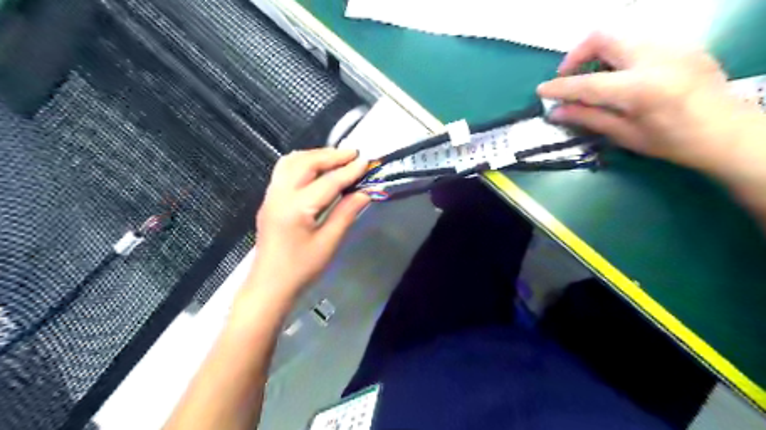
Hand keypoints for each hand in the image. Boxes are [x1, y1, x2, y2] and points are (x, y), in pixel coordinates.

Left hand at [240, 149, 368, 304]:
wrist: (270, 285)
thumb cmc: (301, 268)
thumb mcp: (328, 243)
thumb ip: (346, 213)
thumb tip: (364, 192)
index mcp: (296, 208)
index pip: (328, 182)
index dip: (349, 171)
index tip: (366, 161)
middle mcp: (280, 194)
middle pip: (306, 163)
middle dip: (331, 155)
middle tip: (353, 153)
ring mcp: (271, 195)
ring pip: (291, 162)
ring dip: (315, 155)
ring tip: (336, 157)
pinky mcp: (269, 199)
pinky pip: (283, 170)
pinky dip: (302, 162)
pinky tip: (315, 168)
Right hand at [534, 32, 765, 173]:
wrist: (728, 132)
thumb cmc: (673, 142)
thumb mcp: (626, 135)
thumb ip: (589, 118)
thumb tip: (556, 112)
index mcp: (641, 88)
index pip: (587, 83)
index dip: (559, 87)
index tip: (541, 91)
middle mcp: (655, 57)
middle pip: (603, 38)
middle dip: (576, 55)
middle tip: (568, 77)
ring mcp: (672, 46)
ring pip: (620, 37)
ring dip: (598, 55)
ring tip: (593, 79)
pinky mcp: (681, 44)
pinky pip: (639, 42)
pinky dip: (619, 56)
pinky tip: (621, 77)